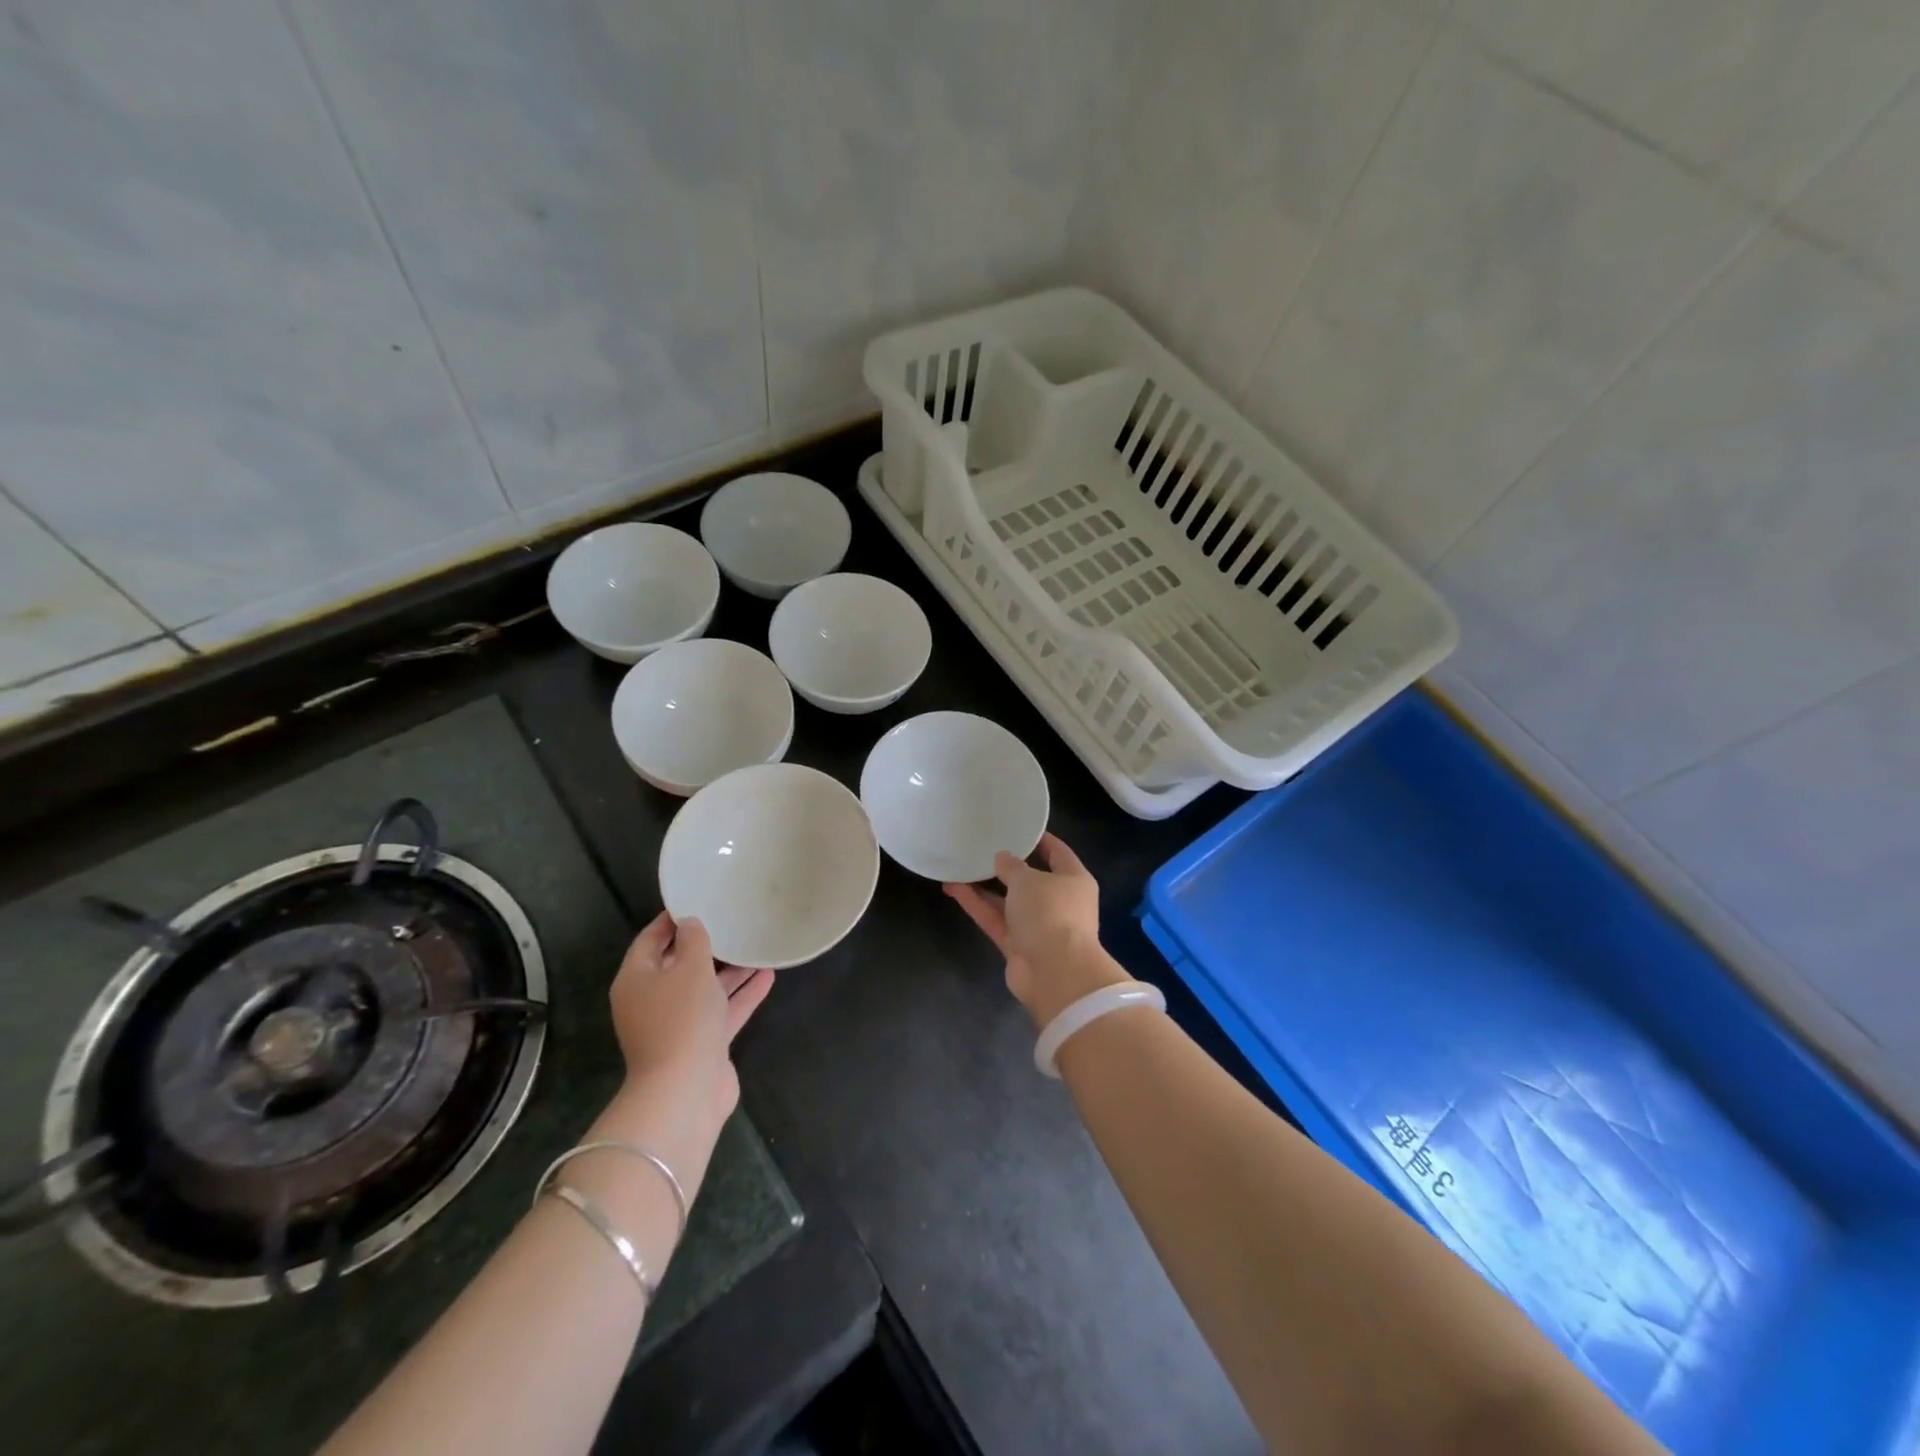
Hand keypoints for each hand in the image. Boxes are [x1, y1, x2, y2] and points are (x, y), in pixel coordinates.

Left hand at [607, 912, 774, 1134]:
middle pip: (677, 965)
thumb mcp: (689, 968)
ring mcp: (677, 1025)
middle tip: (730, 921)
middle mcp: (652, 1001)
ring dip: (729, 971)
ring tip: (755, 946)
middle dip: (704, 946)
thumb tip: (691, 924)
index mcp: (636, 980)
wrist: (685, 1090)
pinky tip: (767, 976)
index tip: (696, 900)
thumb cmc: (681, 1019)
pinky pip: (722, 1011)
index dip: (671, 920)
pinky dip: (741, 995)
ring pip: (704, 989)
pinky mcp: (701, 1044)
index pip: (650, 940)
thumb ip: (693, 941)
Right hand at [945, 833, 1126, 1028]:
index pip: (1058, 853)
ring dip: (985, 887)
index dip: (1039, 840)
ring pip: (1008, 901)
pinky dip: (977, 905)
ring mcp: (1038, 927)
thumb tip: (1002, 858)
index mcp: (1074, 880)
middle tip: (983, 849)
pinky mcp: (1018, 946)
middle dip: (1007, 867)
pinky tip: (954, 888)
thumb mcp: (1028, 880)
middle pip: (1031, 880)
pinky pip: (996, 920)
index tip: (1018, 827)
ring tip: (959, 867)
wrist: (1054, 973)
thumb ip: (1012, 866)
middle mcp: (1059, 902)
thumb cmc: (1050, 913)